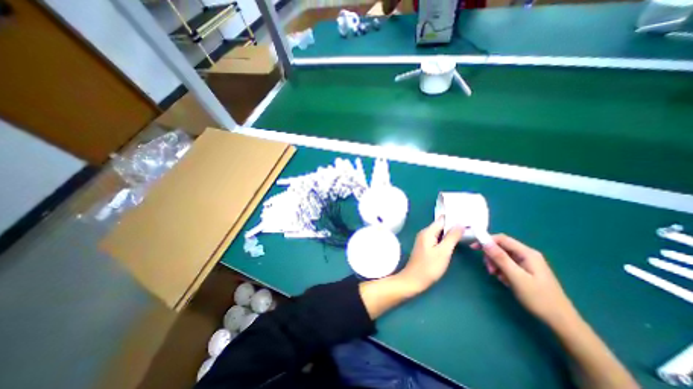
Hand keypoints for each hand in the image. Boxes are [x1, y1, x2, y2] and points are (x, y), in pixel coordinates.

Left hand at [395, 219, 463, 294]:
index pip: (442, 220)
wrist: (413, 280)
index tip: (467, 218)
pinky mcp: (425, 246)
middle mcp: (424, 233)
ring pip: (439, 232)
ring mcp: (424, 240)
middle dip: (453, 225)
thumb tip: (460, 224)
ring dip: (450, 233)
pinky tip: (454, 242)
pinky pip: (437, 238)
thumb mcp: (443, 252)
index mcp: (427, 231)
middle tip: (470, 226)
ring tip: (466, 233)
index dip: (454, 218)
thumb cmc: (429, 267)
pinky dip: (445, 239)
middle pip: (441, 225)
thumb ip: (452, 237)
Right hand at [477, 234, 579, 327]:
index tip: (473, 248)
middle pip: (501, 247)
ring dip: (495, 264)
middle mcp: (527, 255)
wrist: (561, 321)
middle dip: (491, 256)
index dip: (486, 241)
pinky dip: (502, 270)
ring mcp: (527, 263)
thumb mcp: (516, 277)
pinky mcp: (526, 270)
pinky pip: (508, 264)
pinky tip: (504, 280)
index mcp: (527, 253)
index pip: (502, 239)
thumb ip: (500, 258)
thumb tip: (485, 242)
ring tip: (496, 277)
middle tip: (489, 270)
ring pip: (503, 256)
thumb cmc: (538, 298)